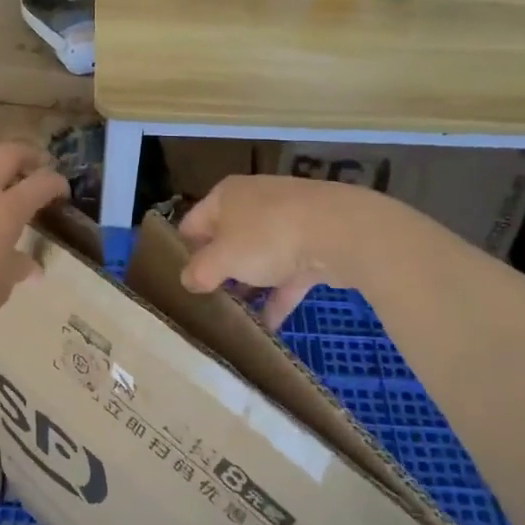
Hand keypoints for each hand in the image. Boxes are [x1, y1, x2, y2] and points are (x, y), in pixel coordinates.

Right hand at [177, 176, 377, 328]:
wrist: (341, 231)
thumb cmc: (267, 238)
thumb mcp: (222, 259)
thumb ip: (199, 272)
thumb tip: (187, 281)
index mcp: (225, 196)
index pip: (192, 224)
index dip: (184, 254)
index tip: (183, 284)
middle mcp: (254, 202)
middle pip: (227, 241)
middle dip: (220, 272)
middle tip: (210, 303)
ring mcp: (287, 220)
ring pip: (259, 257)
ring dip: (250, 287)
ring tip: (237, 319)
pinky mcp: (315, 241)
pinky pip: (288, 271)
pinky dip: (279, 296)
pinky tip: (269, 328)